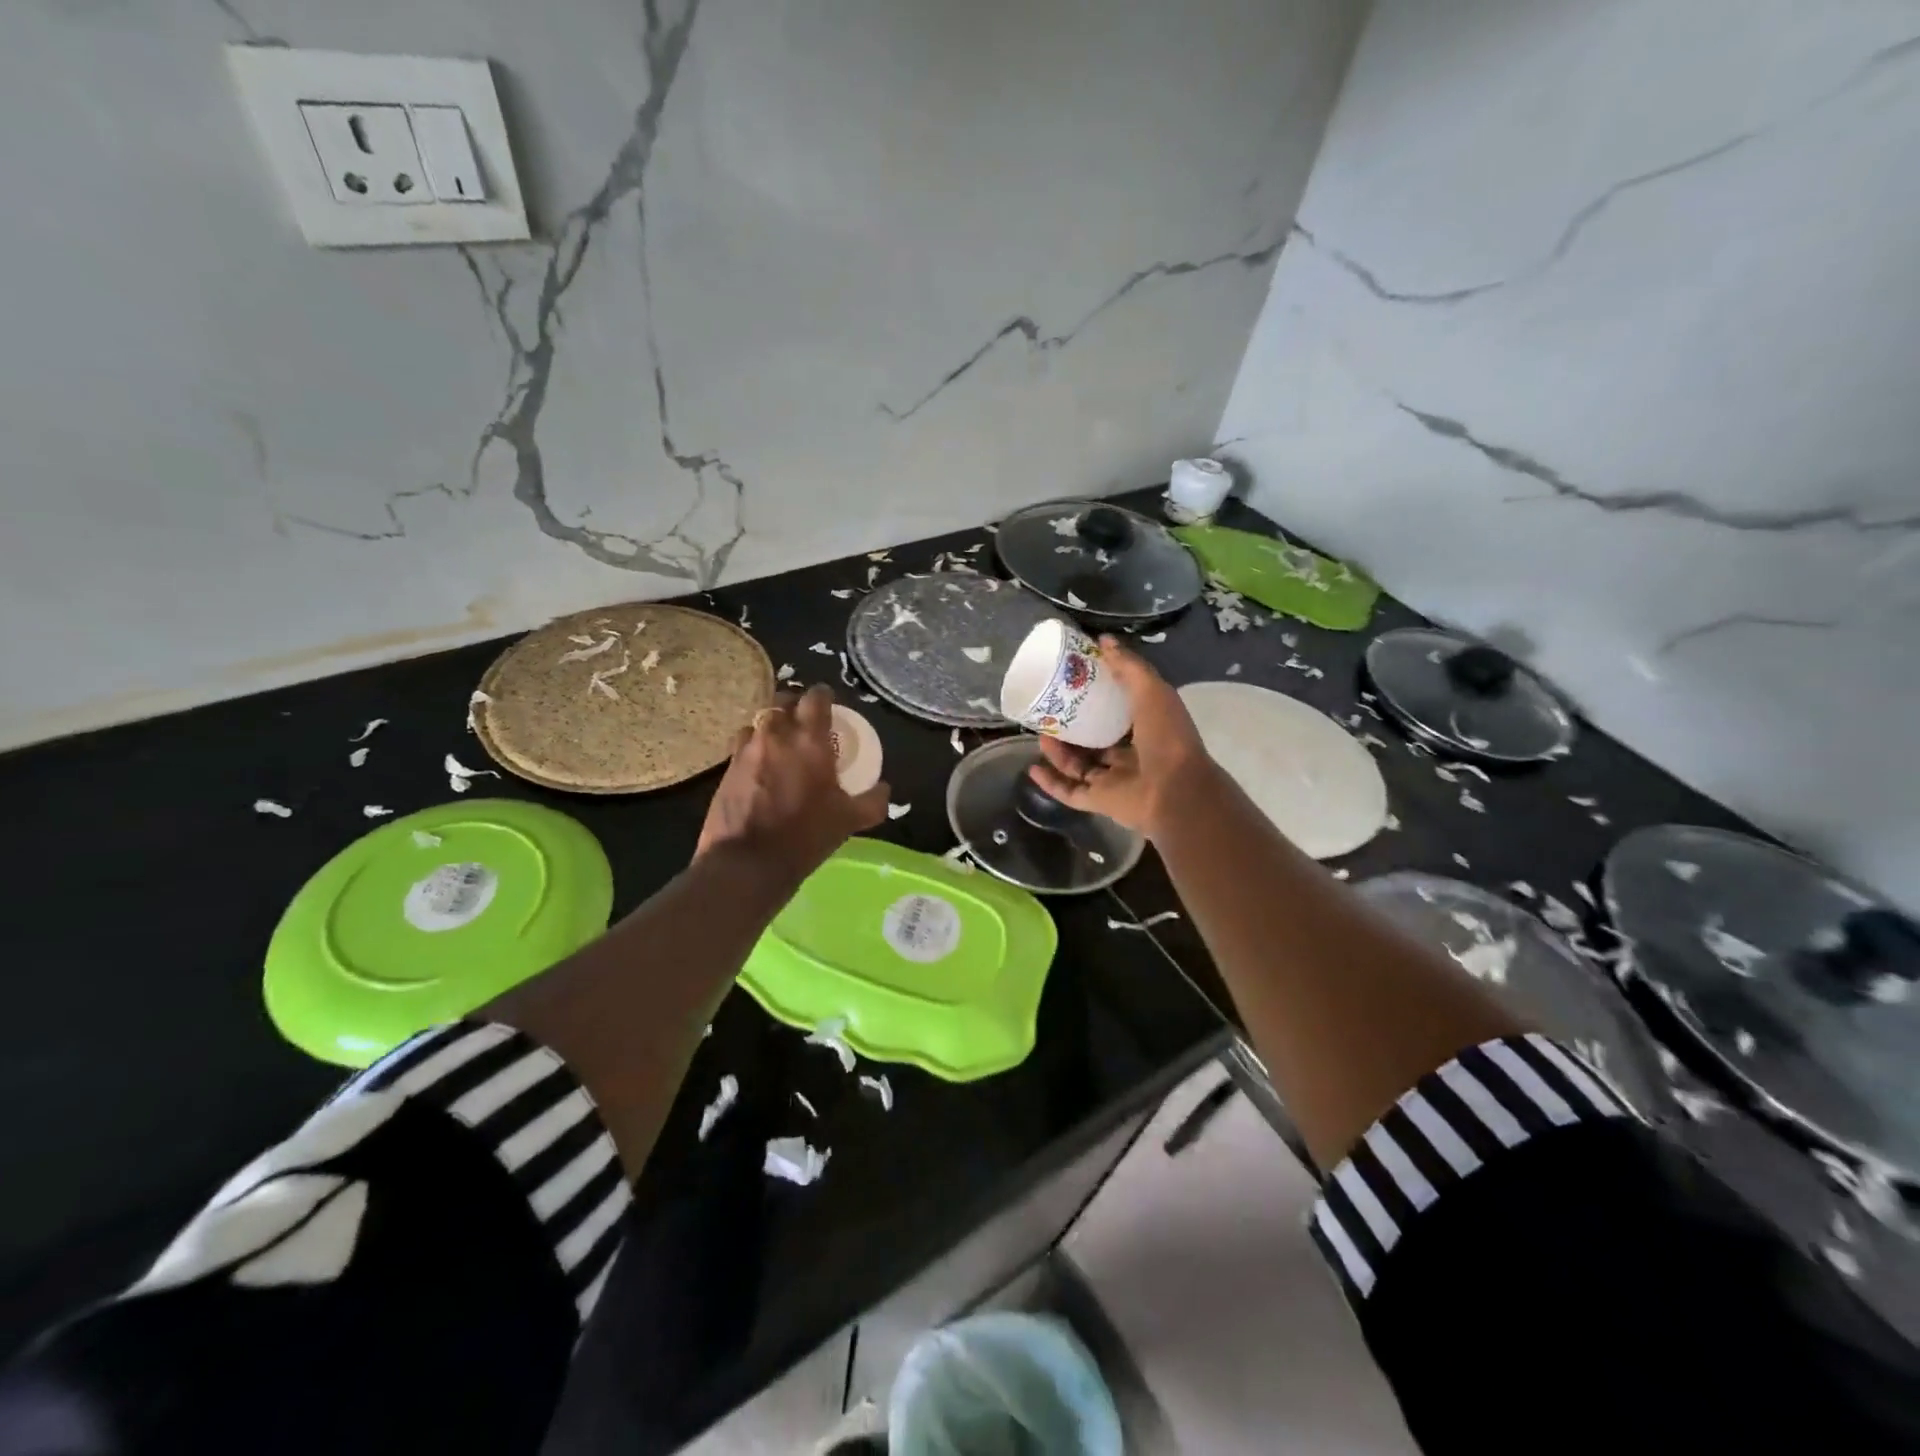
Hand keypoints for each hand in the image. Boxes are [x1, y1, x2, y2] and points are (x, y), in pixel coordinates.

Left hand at [695, 685, 889, 880]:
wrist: (748, 862)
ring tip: (781, 745)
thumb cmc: (805, 835)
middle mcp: (776, 734)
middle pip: (783, 700)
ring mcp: (746, 749)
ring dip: (771, 726)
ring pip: (759, 721)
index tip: (830, 707)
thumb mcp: (849, 820)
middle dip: (795, 706)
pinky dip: (754, 748)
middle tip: (806, 724)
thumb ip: (872, 801)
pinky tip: (761, 769)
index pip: (816, 696)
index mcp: (809, 739)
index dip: (824, 697)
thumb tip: (884, 789)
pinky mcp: (726, 768)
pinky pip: (742, 745)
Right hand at [1026, 636, 1215, 838]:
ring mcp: (1114, 780)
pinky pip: (1070, 792)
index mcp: (1147, 728)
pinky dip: (1051, 783)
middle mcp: (1130, 754)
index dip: (1098, 697)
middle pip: (1094, 740)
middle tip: (1049, 711)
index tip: (1075, 682)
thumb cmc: (1166, 736)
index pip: (1119, 711)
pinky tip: (1033, 768)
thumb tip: (1103, 641)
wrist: (1175, 790)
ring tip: (1041, 733)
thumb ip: (1128, 666)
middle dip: (1072, 727)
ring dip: (1058, 752)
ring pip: (1079, 765)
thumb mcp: (1151, 690)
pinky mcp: (1099, 802)